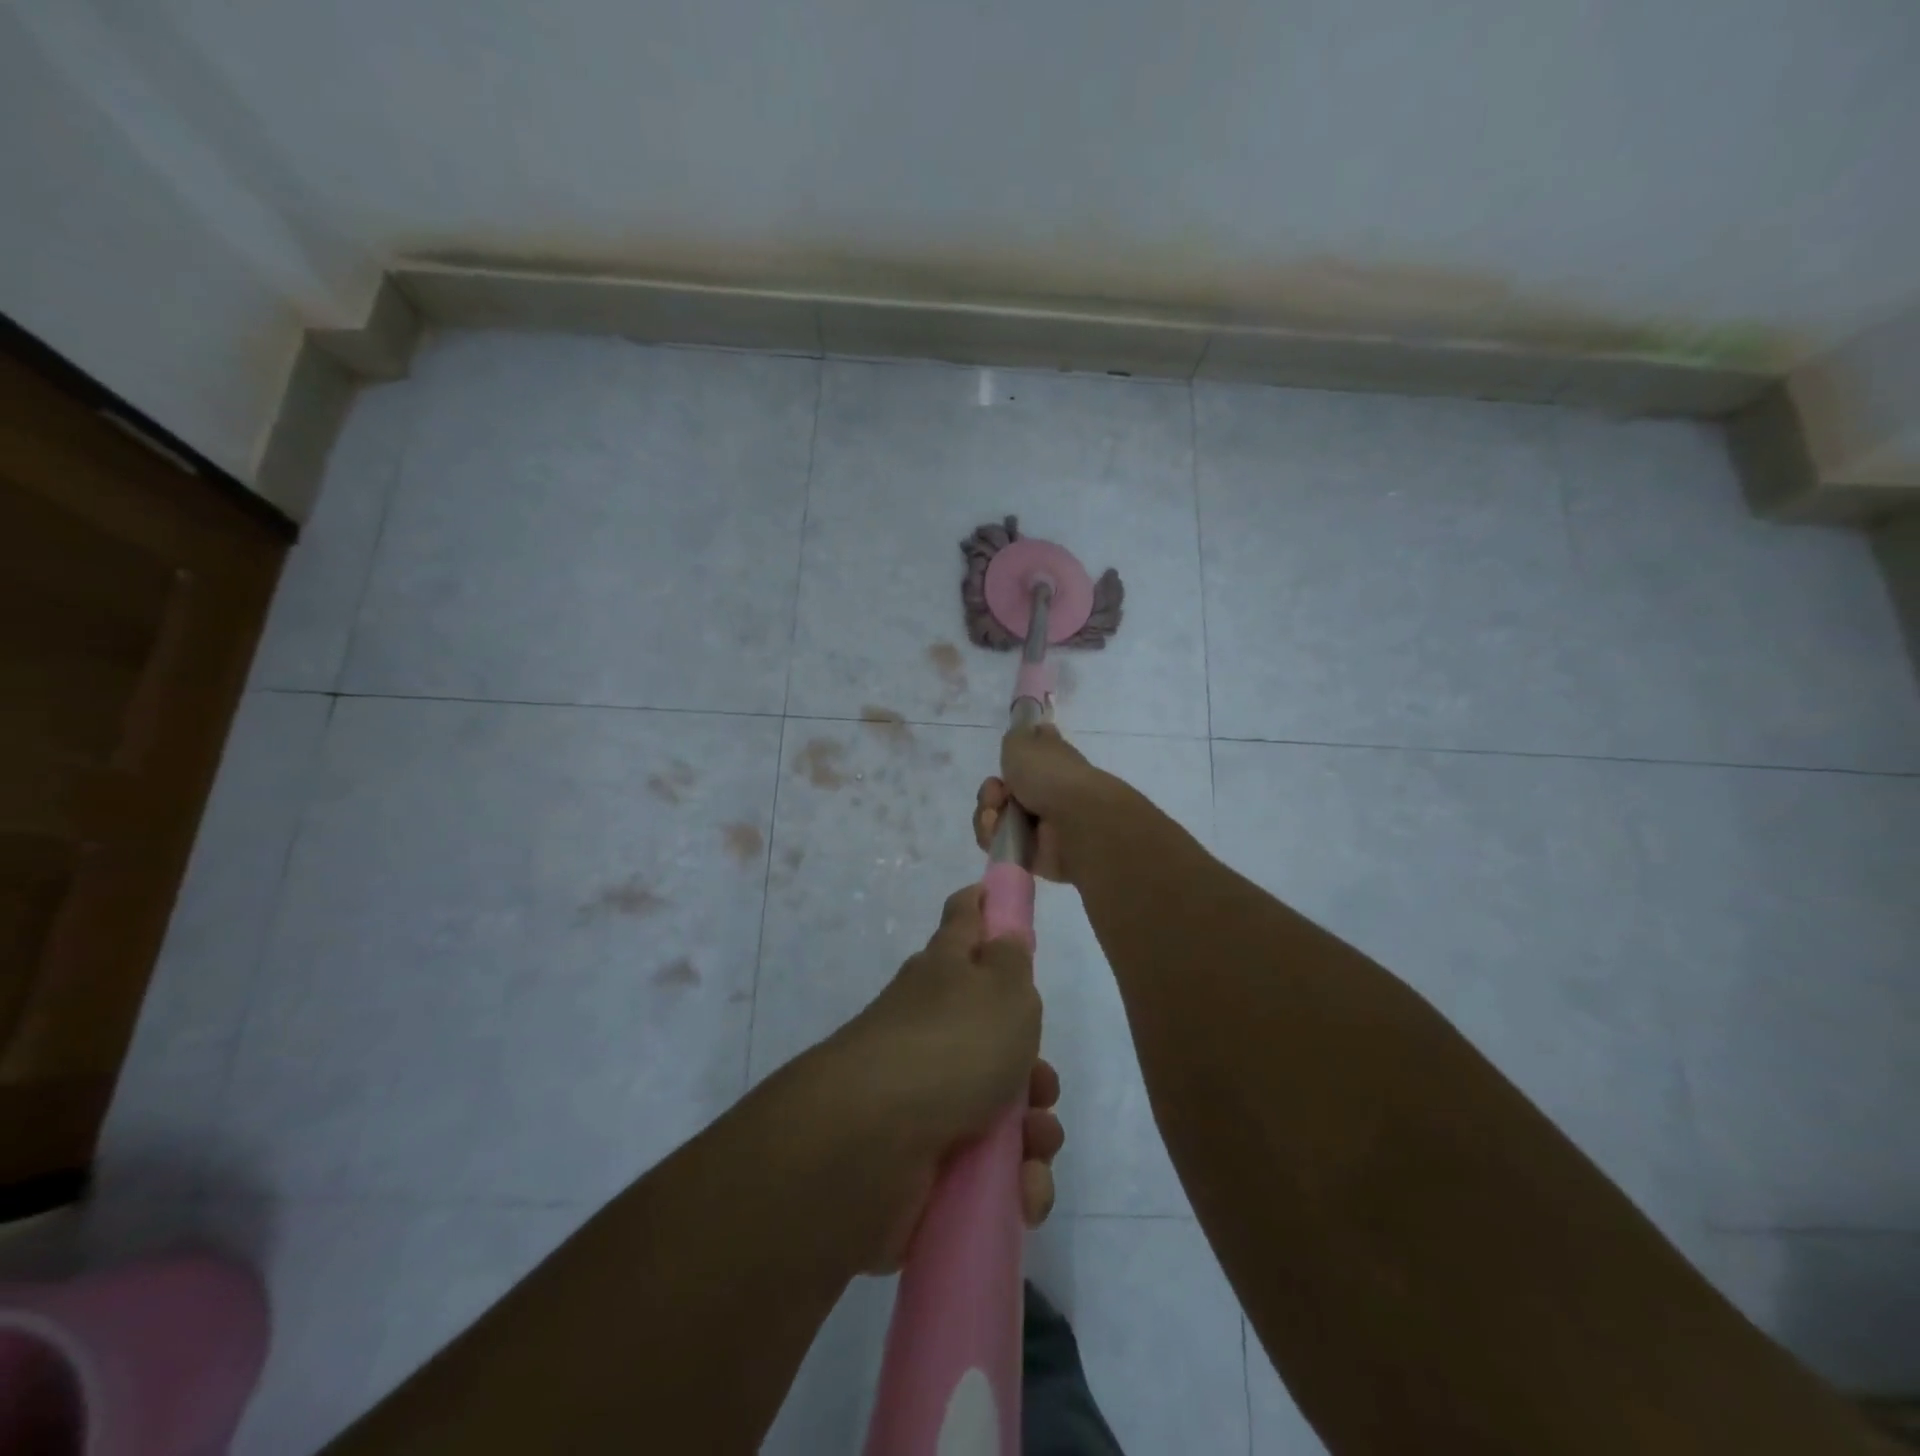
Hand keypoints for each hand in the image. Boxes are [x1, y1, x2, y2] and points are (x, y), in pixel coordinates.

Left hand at [830, 885, 1063, 1272]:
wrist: (873, 1143)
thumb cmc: (951, 1045)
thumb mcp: (1002, 988)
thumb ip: (1010, 958)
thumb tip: (1004, 931)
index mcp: (947, 972)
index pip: (964, 920)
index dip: (982, 906)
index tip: (997, 900)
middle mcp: (933, 1025)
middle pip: (995, 1032)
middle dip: (1034, 1066)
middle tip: (1042, 1084)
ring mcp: (925, 1092)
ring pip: (998, 1105)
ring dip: (1032, 1131)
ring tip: (1035, 1148)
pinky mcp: (924, 1156)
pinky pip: (984, 1167)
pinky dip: (1010, 1182)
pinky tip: (1021, 1192)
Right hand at [972, 721, 1103, 883]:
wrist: (1074, 820)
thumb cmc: (1050, 774)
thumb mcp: (1022, 741)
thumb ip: (1014, 738)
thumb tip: (1020, 738)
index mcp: (1050, 762)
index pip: (1026, 758)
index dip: (1010, 760)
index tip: (1005, 764)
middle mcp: (1045, 792)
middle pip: (1001, 793)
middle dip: (990, 793)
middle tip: (997, 794)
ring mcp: (1038, 825)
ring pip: (995, 819)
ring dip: (988, 815)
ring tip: (996, 816)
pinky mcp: (1030, 853)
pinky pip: (998, 845)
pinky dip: (993, 838)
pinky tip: (1000, 834)